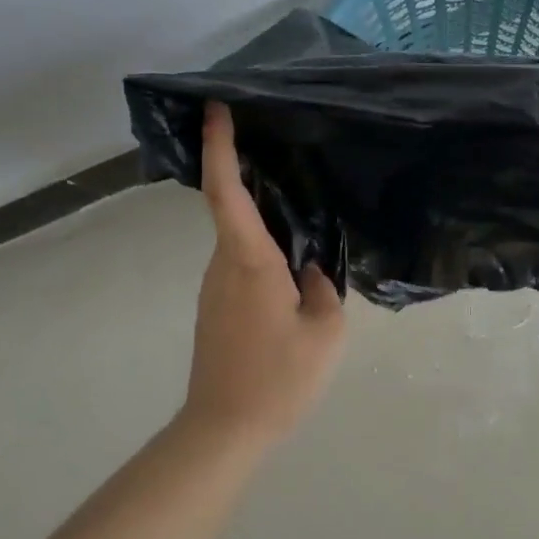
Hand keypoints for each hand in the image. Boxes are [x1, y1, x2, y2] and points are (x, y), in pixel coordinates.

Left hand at [180, 102, 345, 444]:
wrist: (224, 430)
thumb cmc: (278, 378)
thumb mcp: (325, 332)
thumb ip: (323, 289)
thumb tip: (309, 270)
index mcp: (249, 262)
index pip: (227, 191)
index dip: (220, 146)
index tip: (216, 108)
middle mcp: (223, 266)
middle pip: (233, 209)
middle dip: (250, 175)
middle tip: (283, 151)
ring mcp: (214, 288)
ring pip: (239, 240)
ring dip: (262, 220)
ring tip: (302, 212)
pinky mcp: (215, 308)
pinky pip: (240, 264)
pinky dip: (261, 250)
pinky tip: (292, 267)